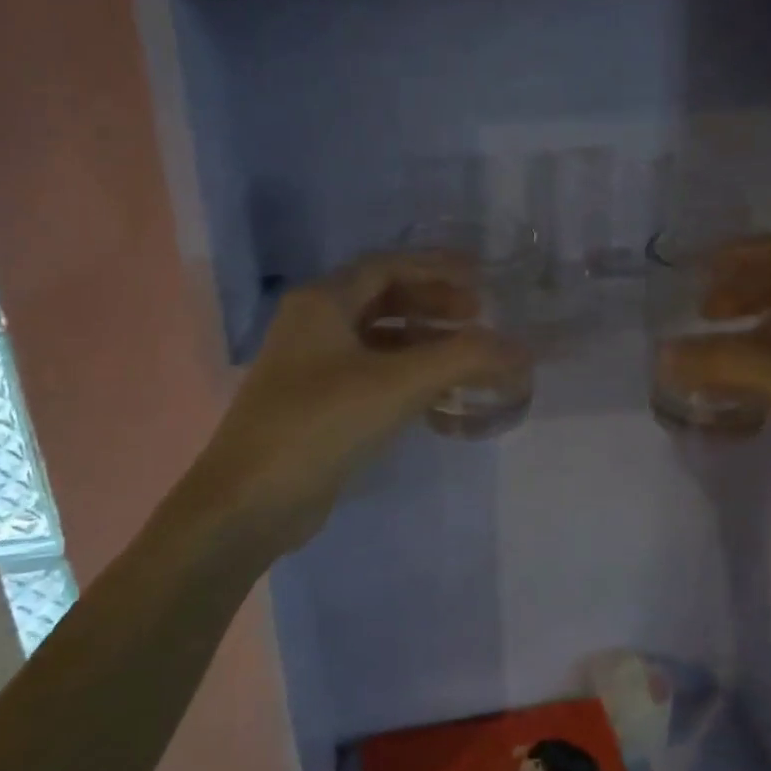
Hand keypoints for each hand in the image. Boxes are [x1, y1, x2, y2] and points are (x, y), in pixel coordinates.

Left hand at [192, 253, 528, 551]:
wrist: (249, 504)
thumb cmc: (320, 425)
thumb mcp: (397, 385)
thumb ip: (463, 360)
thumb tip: (521, 350)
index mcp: (322, 302)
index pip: (388, 266)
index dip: (437, 267)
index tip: (481, 280)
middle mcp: (313, 325)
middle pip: (384, 299)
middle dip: (434, 305)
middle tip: (478, 318)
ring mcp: (312, 367)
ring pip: (379, 340)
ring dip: (424, 343)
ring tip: (467, 357)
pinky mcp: (318, 406)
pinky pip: (372, 375)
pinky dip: (408, 377)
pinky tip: (439, 398)